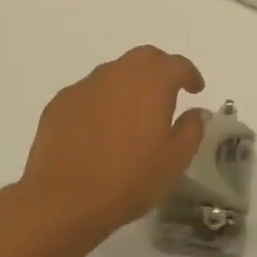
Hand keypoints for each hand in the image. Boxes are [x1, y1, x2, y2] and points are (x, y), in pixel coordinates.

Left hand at [8, 46, 208, 253]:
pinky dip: (101, 102)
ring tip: (133, 113)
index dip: (189, 74)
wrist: (63, 198)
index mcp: (150, 82)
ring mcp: (84, 86)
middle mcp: (116, 73)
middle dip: (159, 69)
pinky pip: (88, 93)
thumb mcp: (174, 160)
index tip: (196, 89)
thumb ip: (191, 129)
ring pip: (113, 73)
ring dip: (128, 85)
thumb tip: (195, 112)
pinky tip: (100, 128)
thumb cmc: (129, 179)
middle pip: (143, 58)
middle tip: (168, 92)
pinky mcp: (60, 103)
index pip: (176, 64)